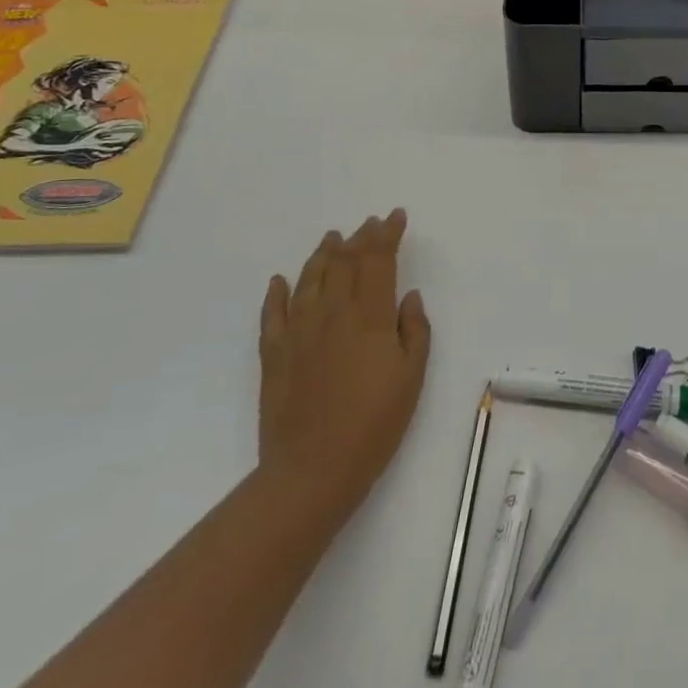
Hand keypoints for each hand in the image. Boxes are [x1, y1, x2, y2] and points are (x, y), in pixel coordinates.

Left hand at [258, 210, 430, 527]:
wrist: (312, 470)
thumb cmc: (374, 424)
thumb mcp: (412, 377)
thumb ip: (414, 330)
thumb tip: (408, 296)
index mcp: (370, 316)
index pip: (378, 260)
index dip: (387, 234)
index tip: (396, 217)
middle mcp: (332, 312)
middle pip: (345, 262)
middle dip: (360, 237)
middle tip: (370, 223)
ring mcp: (298, 330)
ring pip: (310, 278)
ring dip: (323, 253)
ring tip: (333, 238)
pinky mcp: (273, 352)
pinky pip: (273, 312)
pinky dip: (277, 291)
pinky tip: (280, 280)